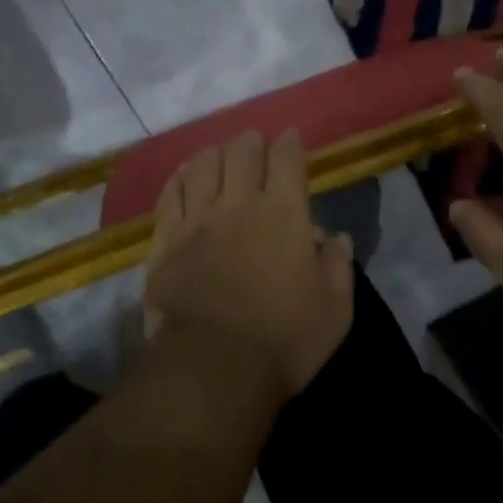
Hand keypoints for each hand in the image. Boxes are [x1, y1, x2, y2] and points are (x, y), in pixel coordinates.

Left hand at [143, 130, 354, 405]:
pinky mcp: (165, 241)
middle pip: (241, 154)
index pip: (286, 161)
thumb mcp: (335, 309)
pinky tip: (182, 175)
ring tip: (218, 152)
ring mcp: (196, 221)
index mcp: (284, 215)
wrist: (214, 366)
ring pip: (202, 167)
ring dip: (213, 153)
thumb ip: (338, 266)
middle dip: (249, 141)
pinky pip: (170, 196)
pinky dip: (178, 178)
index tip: (288, 136)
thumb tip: (337, 237)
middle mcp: (238, 205)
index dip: (288, 143)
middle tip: (252, 141)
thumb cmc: (284, 339)